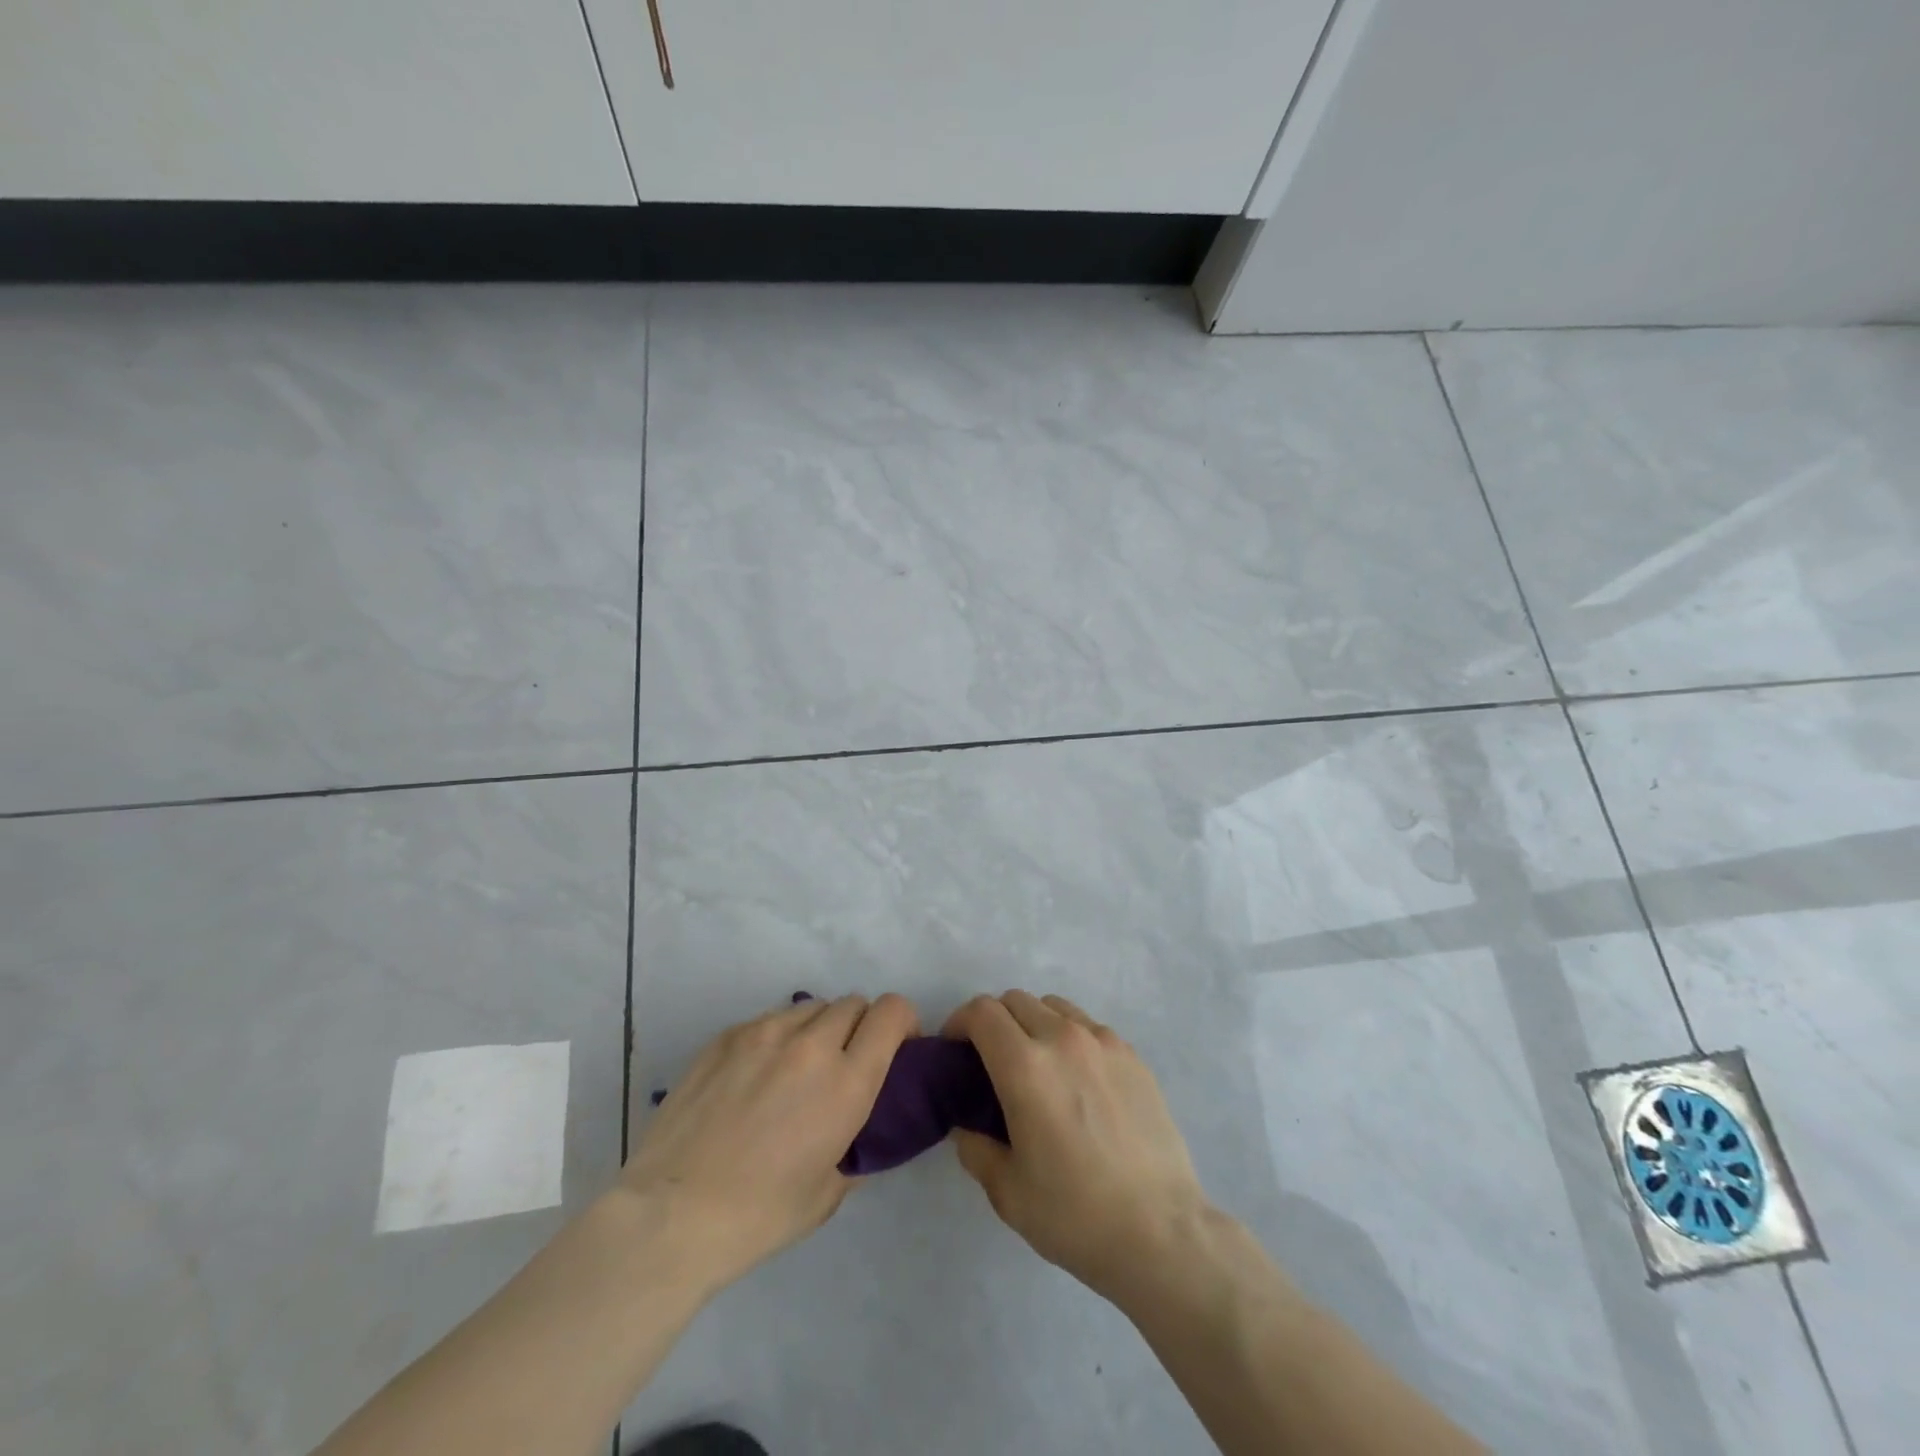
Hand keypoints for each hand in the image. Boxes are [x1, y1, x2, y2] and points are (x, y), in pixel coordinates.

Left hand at [622, 992, 918, 1295]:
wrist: (671, 1215)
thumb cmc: (759, 1216)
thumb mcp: (828, 1193)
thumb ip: (854, 1148)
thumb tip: (857, 1133)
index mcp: (847, 1081)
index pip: (891, 1012)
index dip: (901, 1022)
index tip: (896, 1047)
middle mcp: (812, 1045)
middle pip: (853, 1003)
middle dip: (860, 1026)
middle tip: (845, 1064)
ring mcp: (764, 1033)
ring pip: (811, 1007)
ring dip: (819, 1029)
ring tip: (797, 1068)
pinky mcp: (727, 1036)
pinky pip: (769, 1019)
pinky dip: (778, 1037)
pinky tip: (756, 1076)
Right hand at [942, 991, 1209, 1302]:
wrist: (1161, 1233)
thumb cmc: (1075, 1215)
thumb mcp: (1007, 1191)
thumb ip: (975, 1148)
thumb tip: (967, 1126)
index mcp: (1026, 1066)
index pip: (982, 1012)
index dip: (959, 1023)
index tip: (954, 1051)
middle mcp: (1063, 1038)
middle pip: (1015, 1000)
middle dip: (993, 1022)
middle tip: (990, 1062)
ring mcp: (1103, 1042)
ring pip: (1054, 1006)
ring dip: (1032, 1023)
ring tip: (1037, 1067)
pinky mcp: (1132, 1055)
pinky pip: (1088, 1027)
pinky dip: (1069, 1037)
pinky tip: (1077, 1081)